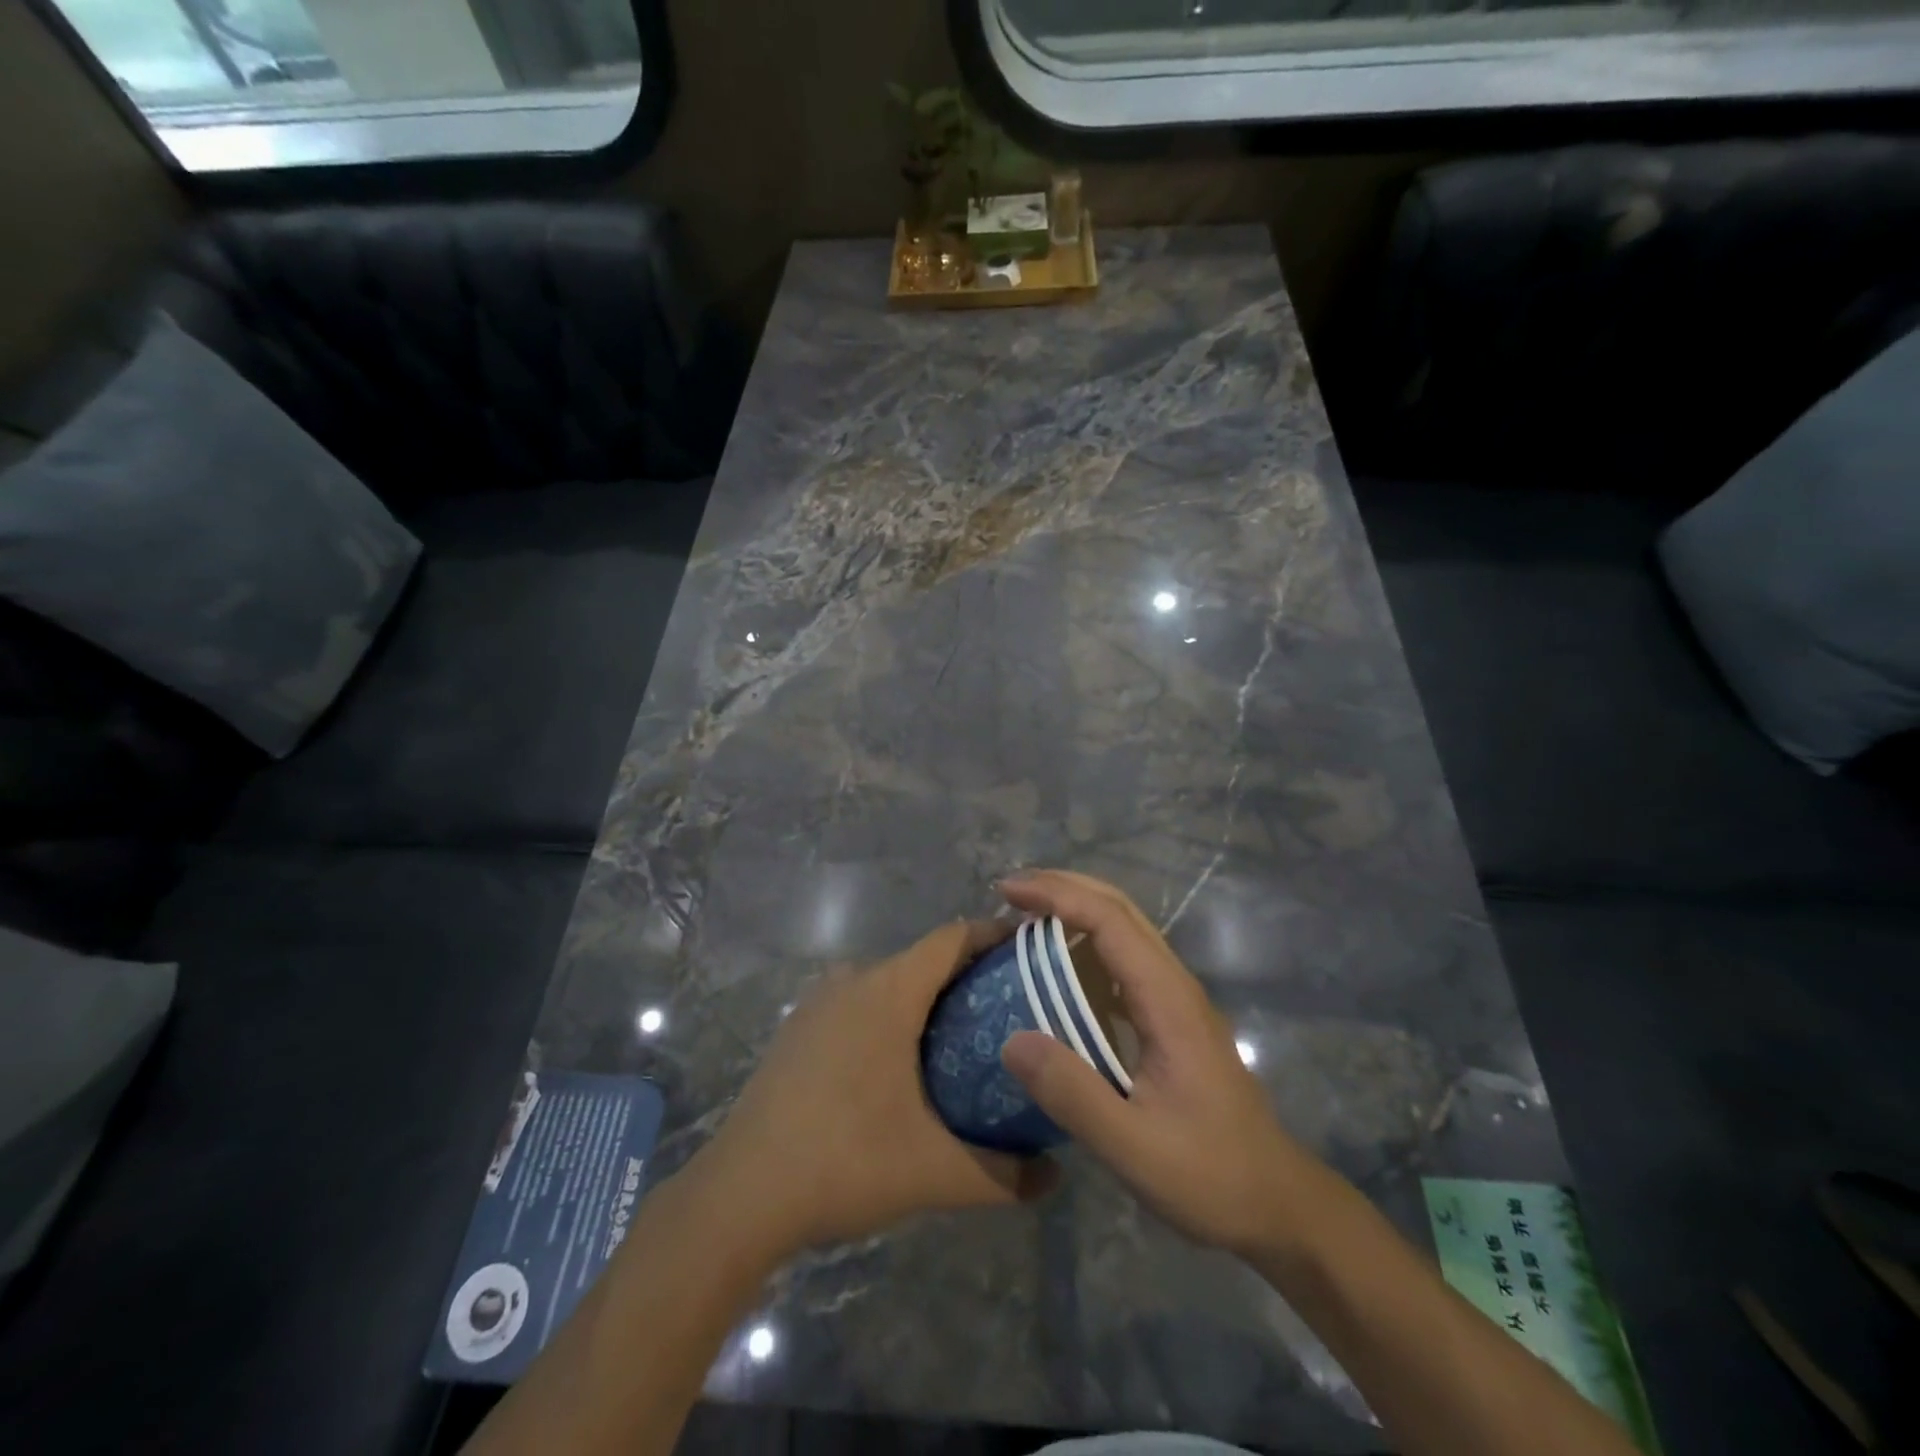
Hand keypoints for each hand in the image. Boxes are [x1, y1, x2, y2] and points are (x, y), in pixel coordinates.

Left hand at [693, 921, 1056, 1254]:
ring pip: (888, 982)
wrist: (740, 1195)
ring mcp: (818, 1003)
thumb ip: (1005, 1174)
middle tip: (1012, 1009)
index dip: (994, 934)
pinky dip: (890, 1016)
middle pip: (923, 959)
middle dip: (968, 975)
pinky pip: (858, 1003)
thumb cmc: (845, 1162)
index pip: (952, 937)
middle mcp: (852, 980)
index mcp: (889, 991)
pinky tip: (902, 1065)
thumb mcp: (935, 1172)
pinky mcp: (797, 1030)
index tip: (1032, 950)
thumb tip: (1055, 1177)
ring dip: (927, 998)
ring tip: (965, 1038)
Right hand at [1000, 870, 1332, 1258]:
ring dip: (1076, 910)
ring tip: (1025, 918)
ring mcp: (1177, 999)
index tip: (1009, 891)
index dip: (1057, 895)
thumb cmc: (1209, 1175)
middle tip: (1010, 892)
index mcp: (1167, 999)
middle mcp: (1174, 984)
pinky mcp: (1172, 1019)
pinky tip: (1058, 971)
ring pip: (1125, 929)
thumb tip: (1011, 1039)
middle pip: (1120, 909)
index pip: (1109, 920)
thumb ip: (1073, 1094)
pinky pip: (1125, 961)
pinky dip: (1086, 945)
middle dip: (1064, 887)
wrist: (1277, 1202)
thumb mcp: (1133, 1147)